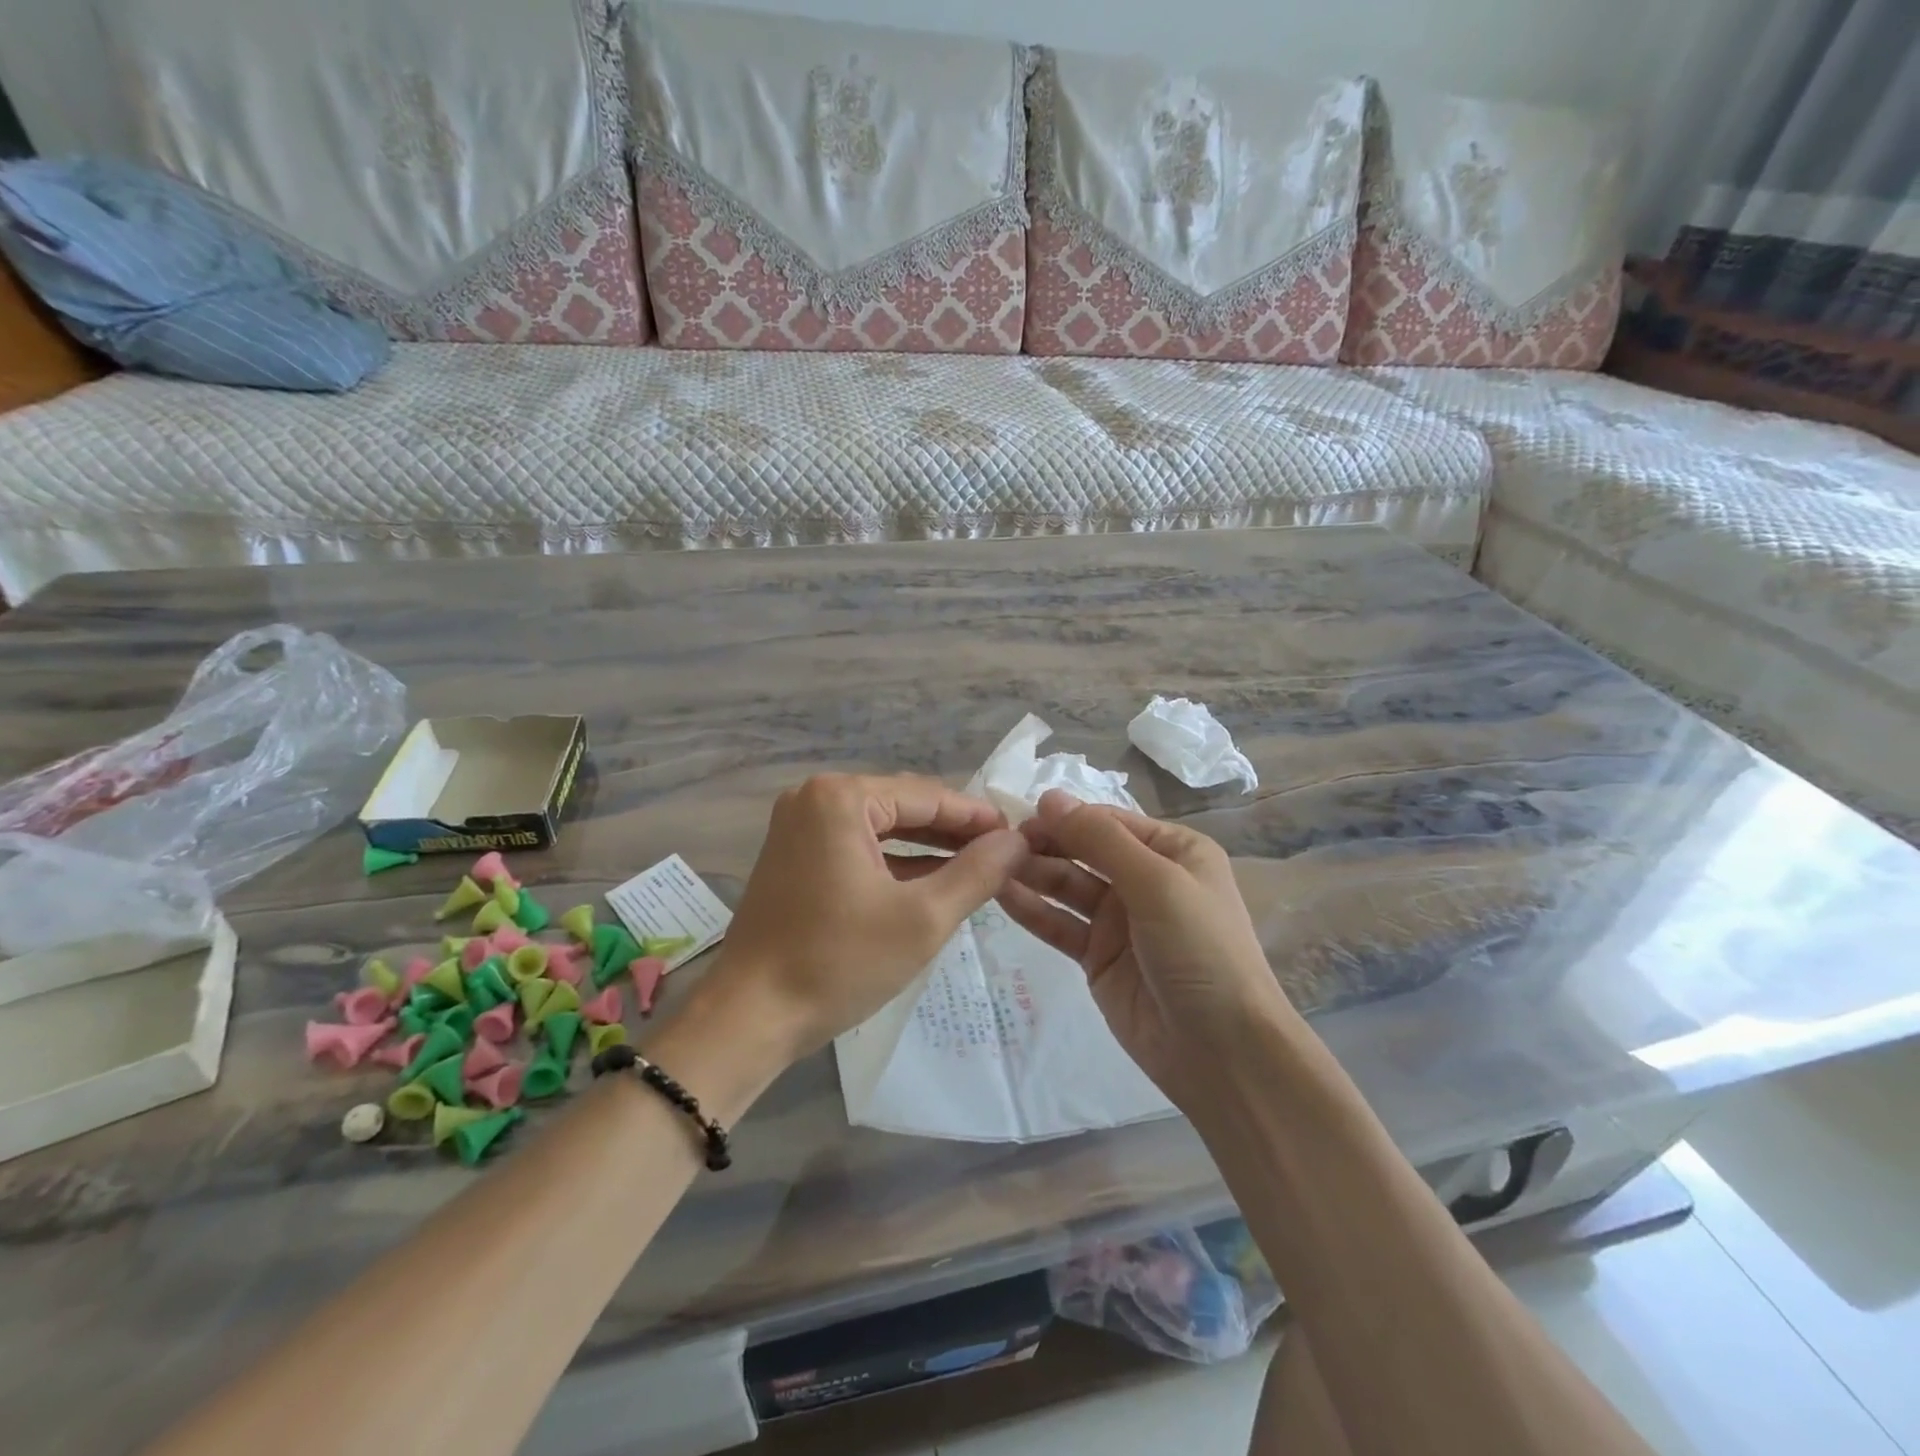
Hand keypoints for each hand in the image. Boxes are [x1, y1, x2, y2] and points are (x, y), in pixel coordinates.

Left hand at [704, 773, 1027, 1062]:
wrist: (749, 1018)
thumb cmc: (838, 962)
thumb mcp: (922, 919)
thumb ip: (977, 872)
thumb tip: (1017, 839)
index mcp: (840, 798)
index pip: (927, 796)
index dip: (977, 817)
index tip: (1020, 836)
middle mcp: (814, 798)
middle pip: (903, 806)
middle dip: (953, 831)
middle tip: (1004, 854)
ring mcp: (799, 827)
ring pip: (881, 828)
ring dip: (927, 847)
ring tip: (978, 867)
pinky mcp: (794, 856)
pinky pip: (858, 847)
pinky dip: (895, 863)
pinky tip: (933, 880)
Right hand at [997, 790, 1291, 1106]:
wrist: (1223, 1050)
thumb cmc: (1200, 950)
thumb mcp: (1157, 883)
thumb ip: (1100, 840)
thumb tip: (1050, 797)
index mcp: (1174, 851)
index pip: (1110, 821)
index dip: (1067, 817)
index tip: (1020, 816)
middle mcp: (1146, 879)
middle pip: (1085, 851)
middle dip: (1046, 844)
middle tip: (1000, 844)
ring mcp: (1120, 920)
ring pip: (1068, 886)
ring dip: (1034, 874)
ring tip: (990, 865)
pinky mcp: (1098, 956)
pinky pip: (1060, 925)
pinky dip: (1033, 910)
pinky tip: (1000, 896)